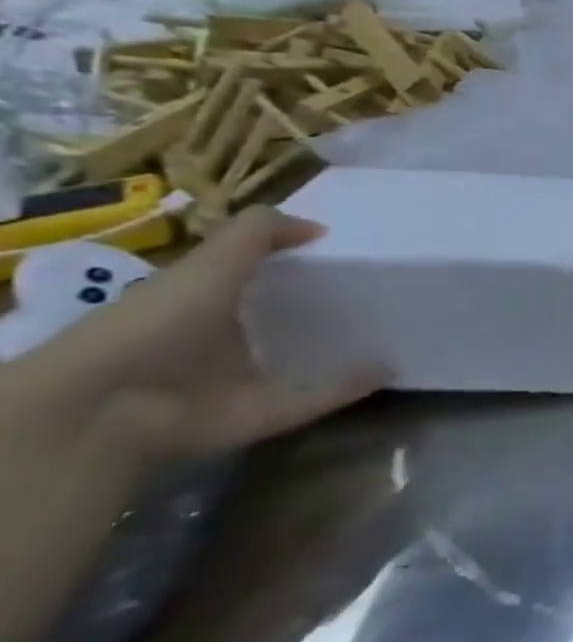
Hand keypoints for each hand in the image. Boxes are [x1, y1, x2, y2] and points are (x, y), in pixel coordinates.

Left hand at [15, 206, 384, 465]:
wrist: (110, 405)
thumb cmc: (158, 322)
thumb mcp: (212, 262)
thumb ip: (260, 234)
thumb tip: (318, 227)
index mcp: (204, 303)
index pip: (253, 279)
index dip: (291, 265)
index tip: (340, 255)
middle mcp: (223, 342)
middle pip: (280, 323)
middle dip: (323, 311)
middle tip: (377, 292)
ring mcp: (244, 381)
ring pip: (302, 363)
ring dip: (343, 353)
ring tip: (393, 332)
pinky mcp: (265, 413)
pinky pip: (318, 397)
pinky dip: (352, 386)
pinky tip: (389, 369)